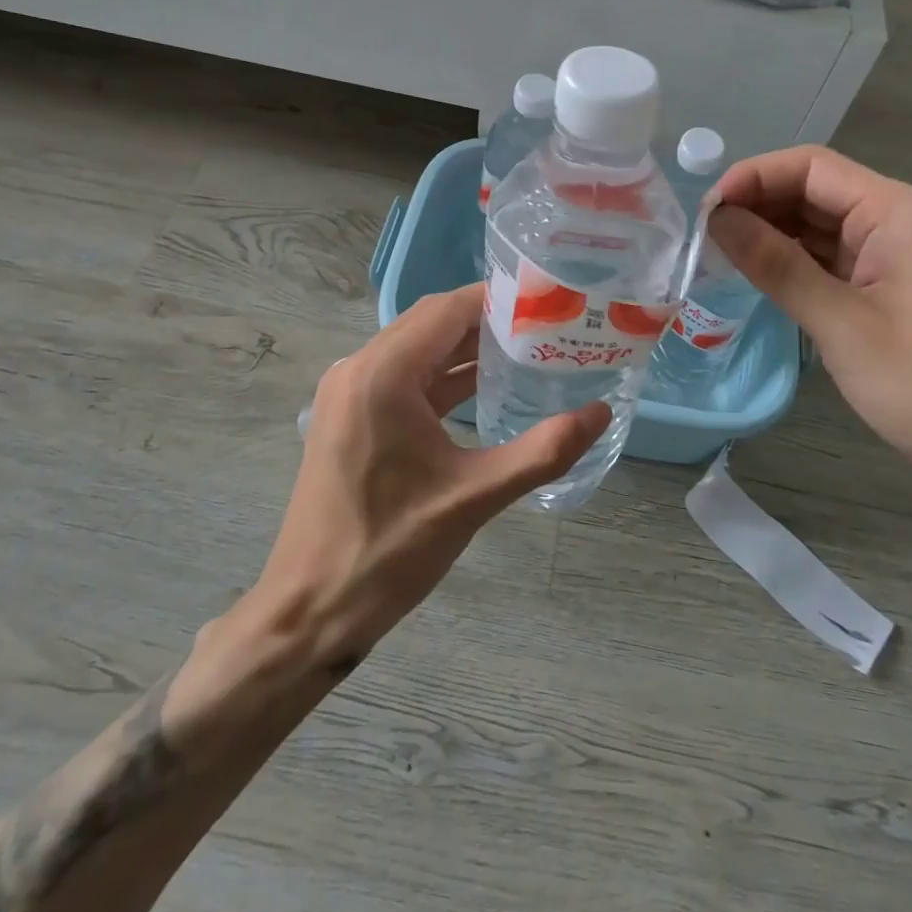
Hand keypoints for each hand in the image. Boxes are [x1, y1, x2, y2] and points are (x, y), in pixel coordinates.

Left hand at [249, 284, 609, 672]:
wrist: (310, 611)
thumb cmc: (389, 551)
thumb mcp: (474, 497)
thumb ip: (543, 451)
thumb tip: (601, 413)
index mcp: (383, 374)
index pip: (449, 309)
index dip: (500, 300)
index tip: (549, 305)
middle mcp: (359, 368)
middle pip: (433, 322)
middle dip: (488, 321)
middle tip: (546, 328)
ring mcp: (349, 391)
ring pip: (418, 348)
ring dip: (466, 347)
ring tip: (527, 352)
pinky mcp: (350, 415)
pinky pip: (403, 376)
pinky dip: (442, 375)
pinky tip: (484, 388)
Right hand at [709, 146, 911, 527]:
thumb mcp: (842, 324)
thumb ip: (776, 265)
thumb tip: (717, 218)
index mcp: (896, 212)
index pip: (812, 167)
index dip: (754, 177)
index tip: (707, 211)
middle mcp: (895, 222)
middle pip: (813, 192)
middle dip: (757, 206)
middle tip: (703, 238)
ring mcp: (891, 258)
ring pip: (816, 227)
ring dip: (768, 235)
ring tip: (716, 257)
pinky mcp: (885, 292)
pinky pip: (827, 261)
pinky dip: (789, 264)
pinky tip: (754, 278)